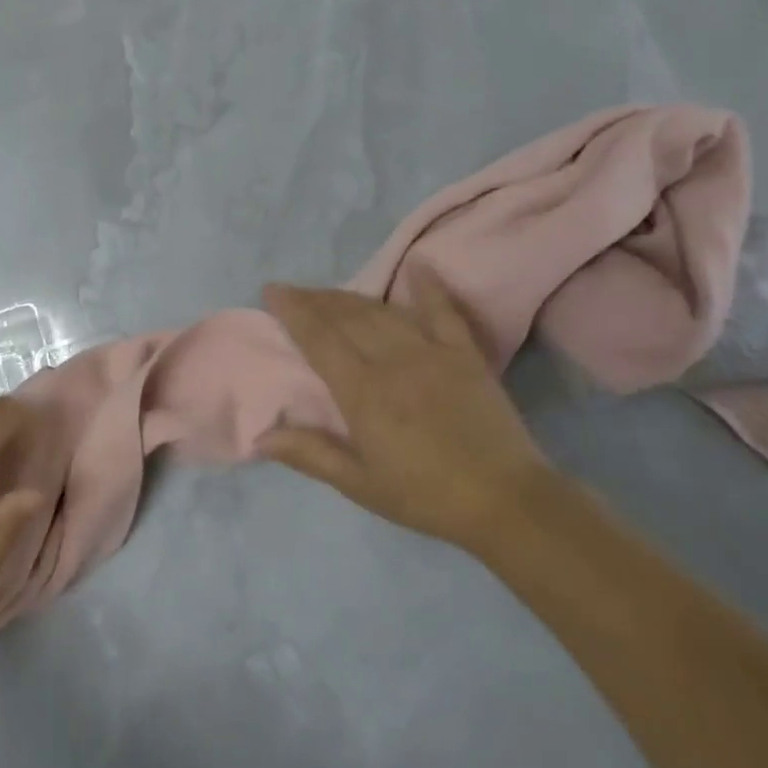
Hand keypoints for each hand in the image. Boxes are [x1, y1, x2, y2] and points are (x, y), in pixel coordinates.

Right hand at [259, 273, 554, 550]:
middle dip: (315, 299)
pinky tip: (417, 266)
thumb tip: (261, 436)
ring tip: (328, 292)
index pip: (319, 339)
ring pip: (383, 311)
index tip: (272, 291)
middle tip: (293, 291)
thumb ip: (311, 455)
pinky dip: (429, 286)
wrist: (506, 502)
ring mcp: (433, 353)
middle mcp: (393, 362)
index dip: (293, 311)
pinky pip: (444, 312)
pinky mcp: (465, 355)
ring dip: (351, 296)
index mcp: (363, 393)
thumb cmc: (425, 496)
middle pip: (346, 317)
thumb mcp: (360, 485)